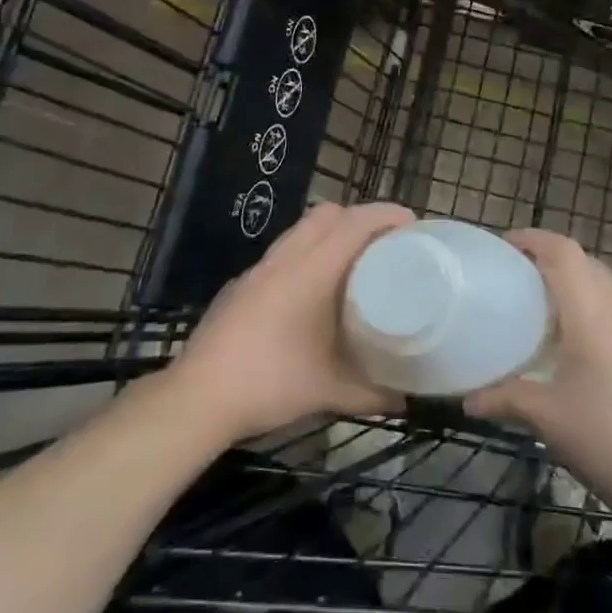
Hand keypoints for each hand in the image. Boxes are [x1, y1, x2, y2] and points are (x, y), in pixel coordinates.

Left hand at [171, 200, 413, 443]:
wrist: (198, 396)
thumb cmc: (270, 383)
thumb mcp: (329, 392)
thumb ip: (373, 394)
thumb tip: (407, 399)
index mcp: (312, 270)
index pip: (355, 222)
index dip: (386, 215)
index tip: (413, 224)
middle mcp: (286, 258)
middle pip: (328, 213)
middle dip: (359, 217)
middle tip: (384, 243)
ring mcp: (258, 269)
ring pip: (301, 230)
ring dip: (330, 234)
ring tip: (351, 263)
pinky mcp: (241, 284)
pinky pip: (283, 252)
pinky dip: (305, 254)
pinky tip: (310, 291)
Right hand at [468, 230, 611, 531]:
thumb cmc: (608, 438)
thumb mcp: (547, 418)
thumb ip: (505, 399)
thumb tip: (468, 400)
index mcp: (591, 313)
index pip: (564, 252)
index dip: (533, 239)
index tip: (502, 245)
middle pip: (585, 263)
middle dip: (549, 258)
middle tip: (514, 274)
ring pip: (601, 287)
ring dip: (570, 282)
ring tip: (535, 304)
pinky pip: (611, 312)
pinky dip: (585, 308)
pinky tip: (567, 343)